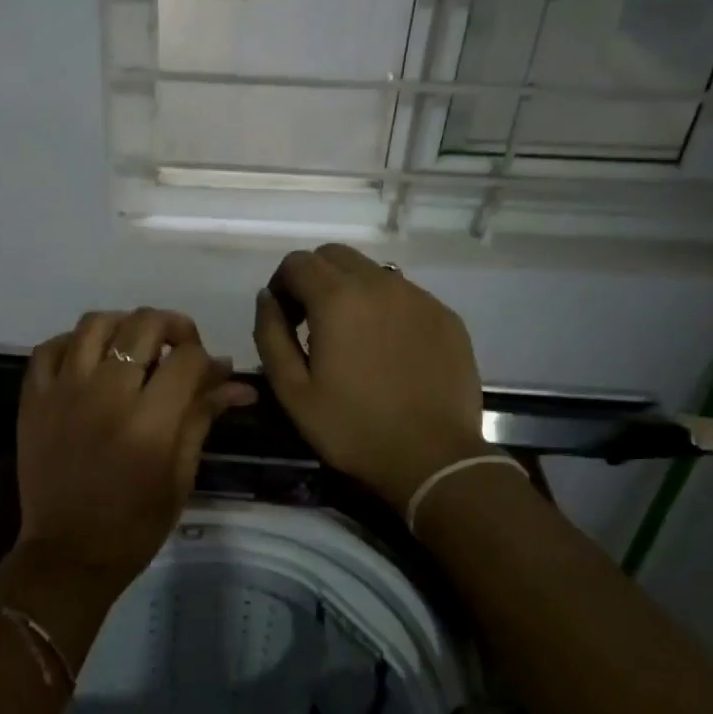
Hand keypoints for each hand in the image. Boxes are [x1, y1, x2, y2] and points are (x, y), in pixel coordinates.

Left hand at [12, 308, 256, 599]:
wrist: (69, 553)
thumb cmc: (135, 524)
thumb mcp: (180, 475)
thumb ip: (202, 418)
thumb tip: (236, 382)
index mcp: (149, 421)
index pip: (187, 358)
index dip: (206, 358)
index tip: (210, 374)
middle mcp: (105, 394)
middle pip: (143, 324)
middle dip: (173, 327)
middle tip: (179, 349)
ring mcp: (63, 391)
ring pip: (95, 323)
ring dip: (123, 325)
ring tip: (134, 346)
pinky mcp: (33, 399)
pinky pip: (50, 347)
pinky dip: (74, 342)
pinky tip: (89, 359)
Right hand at [254, 245, 486, 510]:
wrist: (432, 457)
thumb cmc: (352, 427)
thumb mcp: (292, 390)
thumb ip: (270, 335)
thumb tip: (267, 298)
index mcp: (337, 299)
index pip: (297, 262)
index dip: (281, 285)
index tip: (283, 319)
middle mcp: (380, 283)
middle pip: (335, 256)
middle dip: (313, 279)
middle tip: (310, 322)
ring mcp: (418, 297)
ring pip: (372, 271)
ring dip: (350, 290)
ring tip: (350, 337)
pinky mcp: (445, 316)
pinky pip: (404, 294)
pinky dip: (384, 307)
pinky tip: (386, 349)